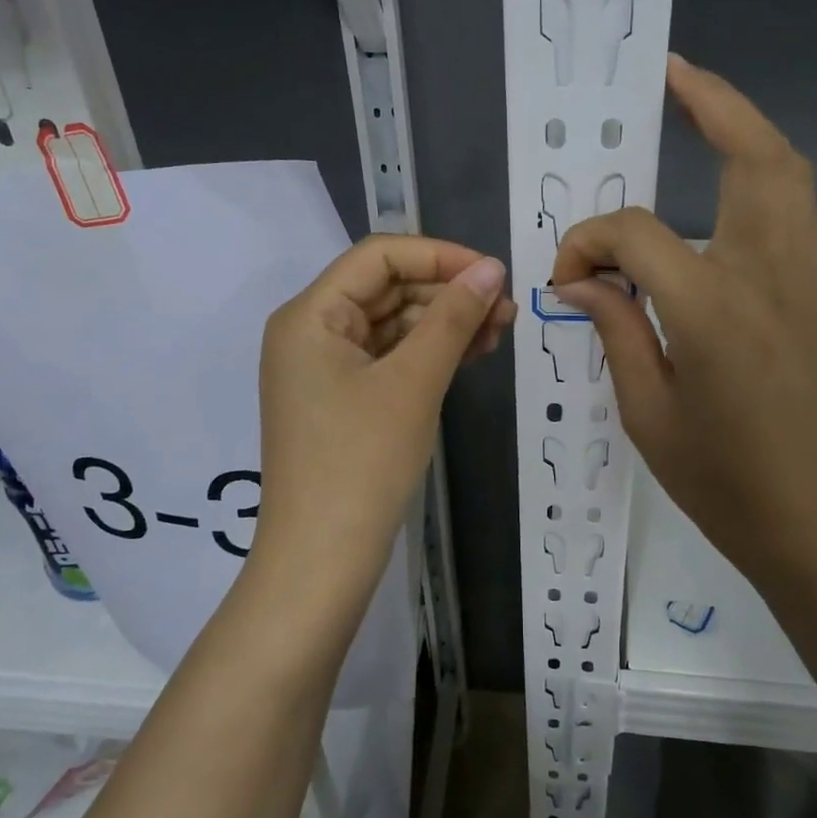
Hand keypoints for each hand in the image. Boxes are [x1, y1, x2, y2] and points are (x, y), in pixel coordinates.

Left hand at [255, 235, 514, 599]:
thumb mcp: (413, 383)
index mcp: (310, 315)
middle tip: (506, 309)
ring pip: (393, 324)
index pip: (378, 256)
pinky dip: (429, 352)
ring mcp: (324, 368)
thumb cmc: (361, 463)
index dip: (439, 255)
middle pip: (386, 288)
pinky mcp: (342, 398)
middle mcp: (310, 331)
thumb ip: (453, 318)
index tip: (494, 273)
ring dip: (445, 322)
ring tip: (500, 331)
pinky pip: (390, 357)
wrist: (321, 561)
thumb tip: (492, 269)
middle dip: (448, 292)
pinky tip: (473, 352)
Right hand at [552, 56, 816, 588]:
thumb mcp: (647, 413)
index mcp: (713, 311)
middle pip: (754, 158)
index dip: (590, 243)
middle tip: (670, 76)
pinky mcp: (812, 294)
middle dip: (714, 104)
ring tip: (700, 106)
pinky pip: (792, 208)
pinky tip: (723, 178)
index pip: (637, 234)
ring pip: (787, 174)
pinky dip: (761, 170)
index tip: (567, 279)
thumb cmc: (723, 483)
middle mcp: (767, 276)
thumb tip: (583, 281)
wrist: (816, 522)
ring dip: (746, 128)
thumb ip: (616, 329)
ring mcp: (801, 280)